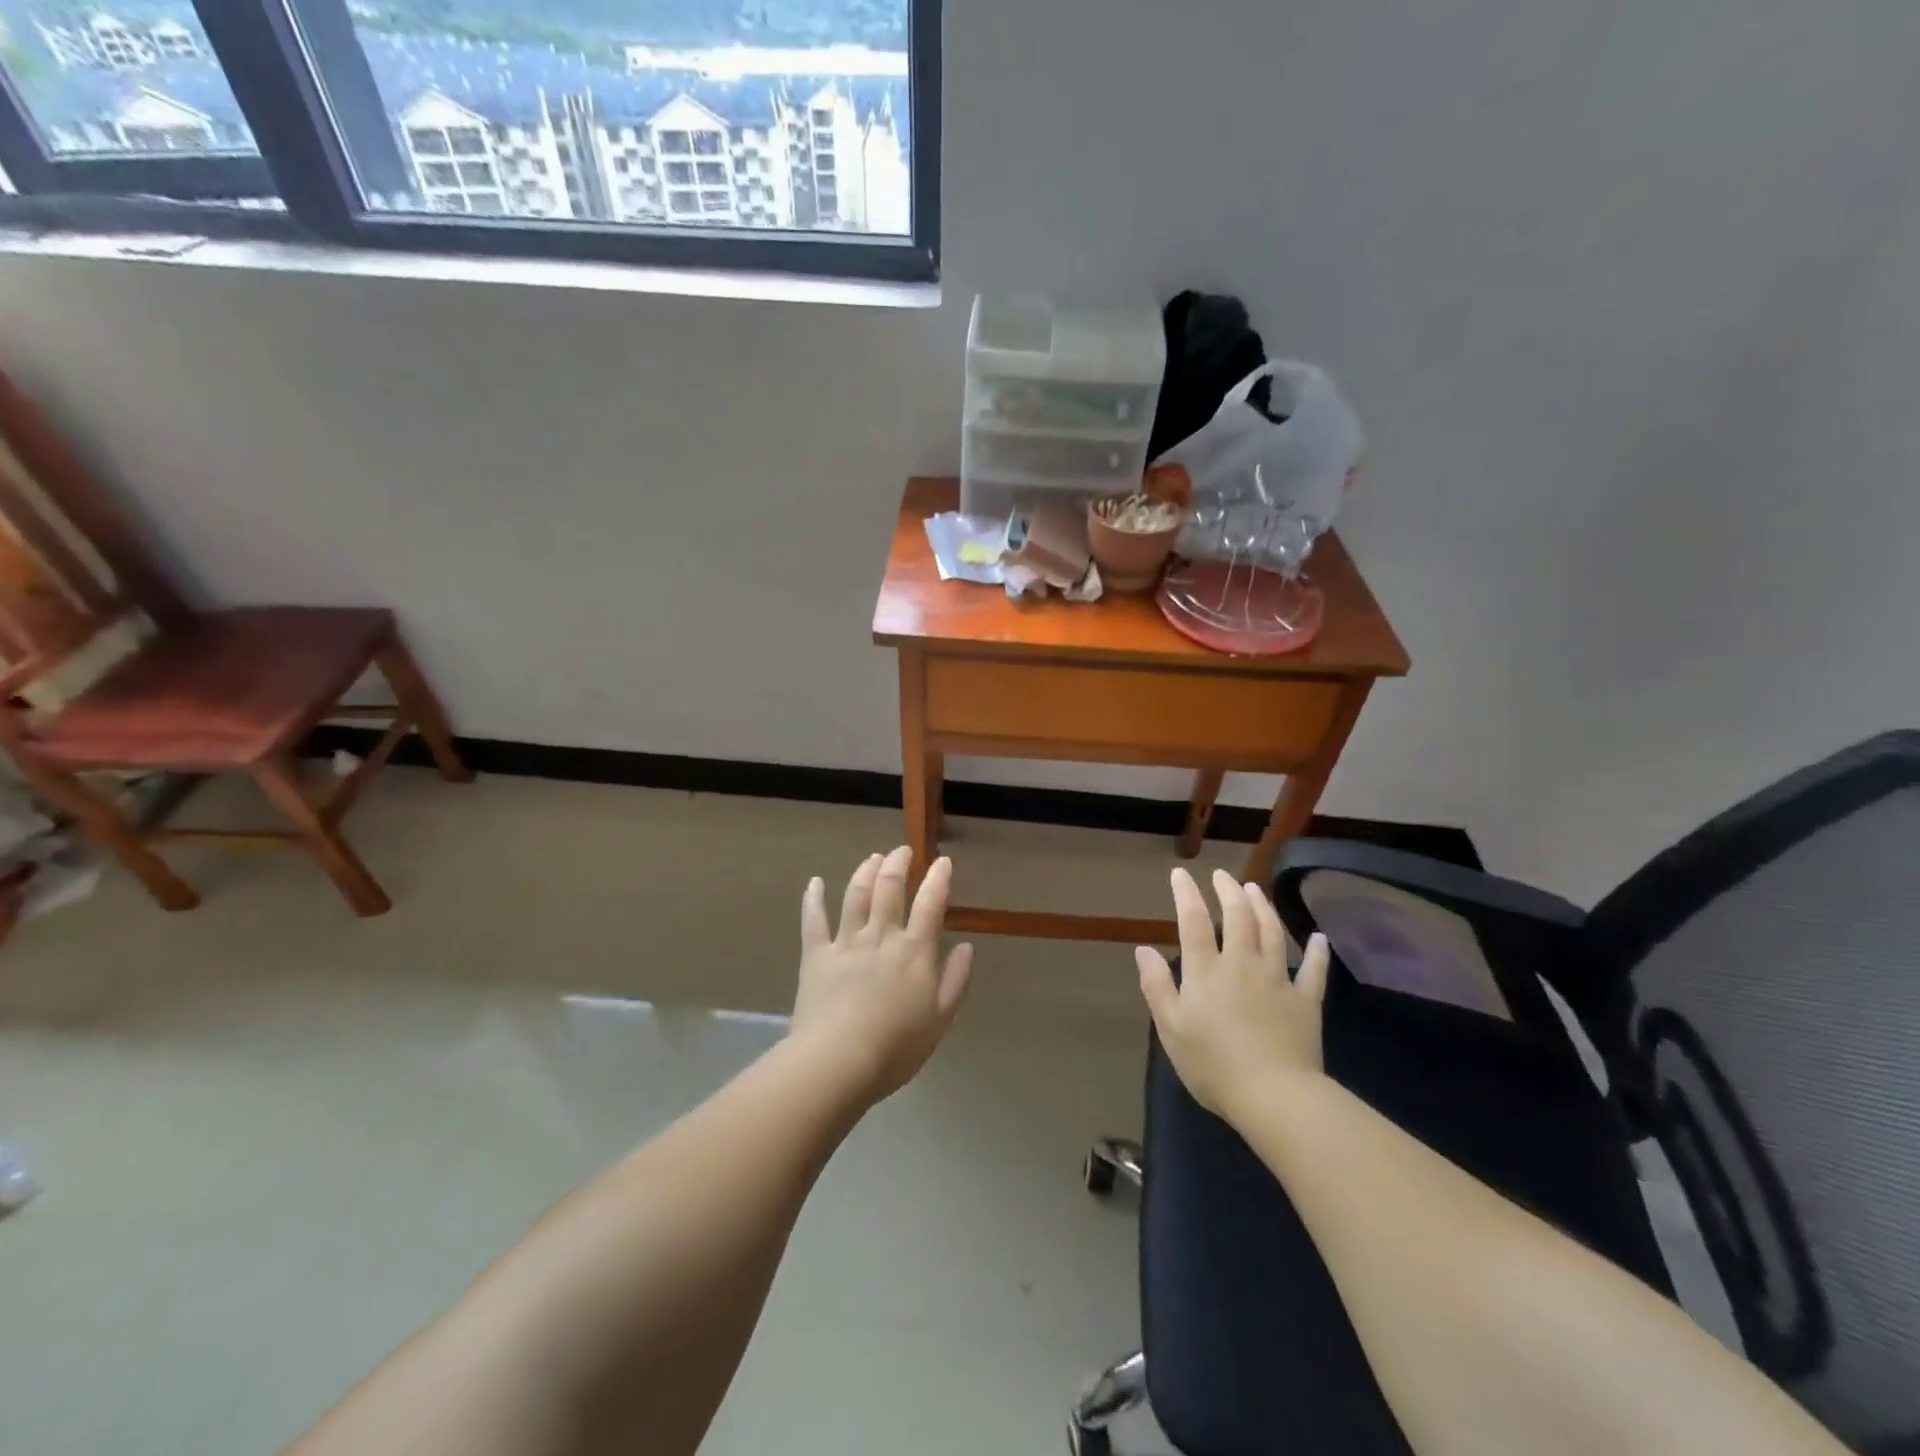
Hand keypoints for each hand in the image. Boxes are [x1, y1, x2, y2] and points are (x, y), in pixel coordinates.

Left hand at [791, 847, 973, 1104]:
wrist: (838, 1061)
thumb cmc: (896, 1047)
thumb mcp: (940, 1019)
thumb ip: (955, 980)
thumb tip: (966, 947)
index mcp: (914, 951)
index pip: (930, 904)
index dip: (938, 879)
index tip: (943, 861)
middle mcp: (881, 936)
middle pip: (889, 889)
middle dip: (898, 864)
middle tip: (902, 850)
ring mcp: (846, 943)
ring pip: (855, 895)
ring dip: (865, 872)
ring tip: (872, 857)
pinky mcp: (816, 955)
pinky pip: (814, 920)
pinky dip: (814, 898)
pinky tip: (815, 882)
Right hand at [1136, 867, 1329, 1118]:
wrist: (1274, 1096)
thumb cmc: (1213, 1065)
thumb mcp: (1171, 1028)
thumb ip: (1156, 986)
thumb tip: (1143, 949)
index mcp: (1206, 970)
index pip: (1194, 921)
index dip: (1187, 893)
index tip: (1181, 873)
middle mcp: (1242, 964)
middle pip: (1238, 917)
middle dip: (1228, 891)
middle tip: (1222, 876)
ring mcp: (1278, 980)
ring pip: (1272, 932)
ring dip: (1263, 907)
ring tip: (1255, 889)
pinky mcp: (1306, 1001)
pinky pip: (1314, 970)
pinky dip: (1316, 952)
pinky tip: (1319, 938)